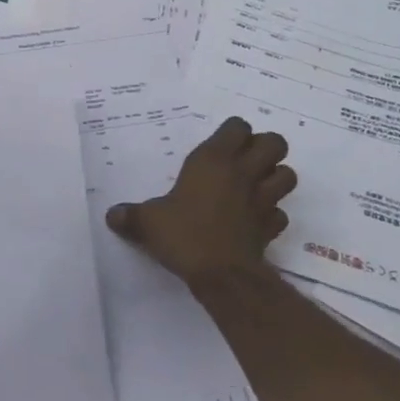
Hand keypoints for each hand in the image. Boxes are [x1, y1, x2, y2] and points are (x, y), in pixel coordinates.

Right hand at [106, 116, 296, 288]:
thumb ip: (131, 216)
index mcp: (213, 160)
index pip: (238, 126)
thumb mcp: (148, 223)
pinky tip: (256, 221)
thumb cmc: (184, 235)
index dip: (233, 133)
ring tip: (256, 187)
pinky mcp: (272, 226)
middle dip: (265, 148)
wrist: (221, 274)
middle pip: (275, 142)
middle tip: (244, 162)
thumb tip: (111, 215)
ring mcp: (263, 199)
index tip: (220, 146)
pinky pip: (280, 213)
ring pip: (287, 174)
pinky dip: (272, 215)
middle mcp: (243, 172)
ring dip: (276, 177)